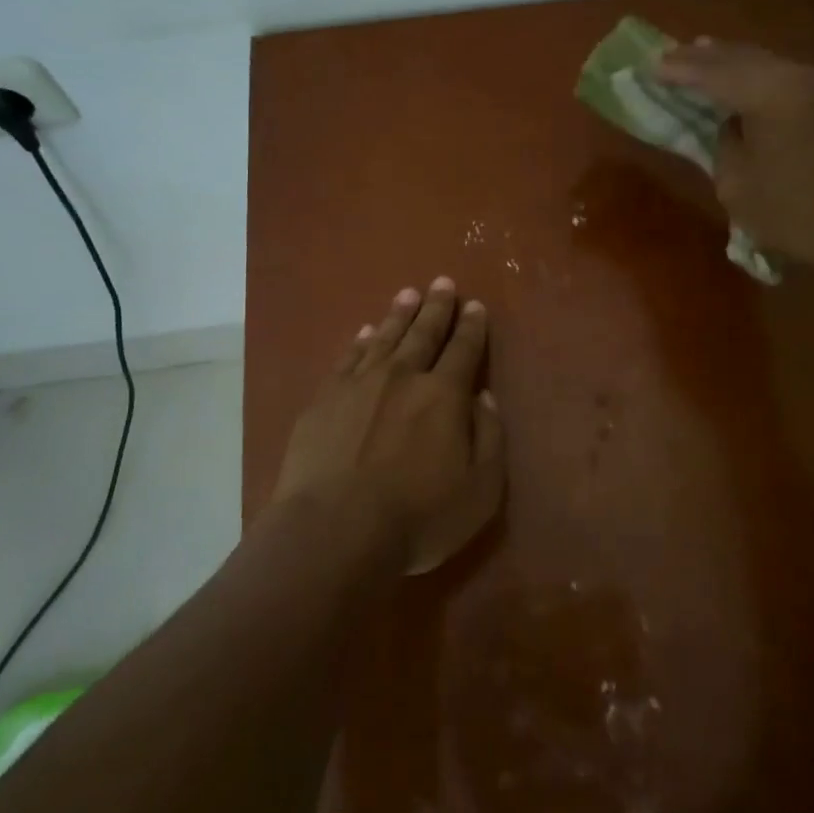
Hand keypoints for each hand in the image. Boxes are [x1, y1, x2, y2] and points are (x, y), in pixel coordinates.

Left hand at [272, 278, 505, 574]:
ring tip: (408, 294)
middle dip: (437, 307)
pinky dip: (360, 341)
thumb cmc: (417, 517)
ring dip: (400, 315)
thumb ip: (489, 437)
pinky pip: (348, 358)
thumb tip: (483, 397)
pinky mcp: (324, 399)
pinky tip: (365, 332)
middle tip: (442, 282)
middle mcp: (402, 377)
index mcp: (444, 395)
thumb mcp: (480, 490)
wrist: (334, 530)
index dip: (472, 327)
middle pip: (424, 334)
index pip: (464, 350)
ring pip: (385, 338)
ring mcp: (358, 384)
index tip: (475, 305)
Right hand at [655, 40, 813, 271]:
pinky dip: (752, 72)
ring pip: (762, 61)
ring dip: (727, 61)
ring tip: (696, 55)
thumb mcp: (738, 186)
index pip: (712, 74)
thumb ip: (723, 144)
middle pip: (739, 57)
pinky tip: (737, 76)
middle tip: (666, 56)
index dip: (678, 70)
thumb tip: (727, 124)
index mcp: (771, 95)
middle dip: (701, 58)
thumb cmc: (797, 216)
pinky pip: (780, 74)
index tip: (648, 65)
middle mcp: (797, 76)